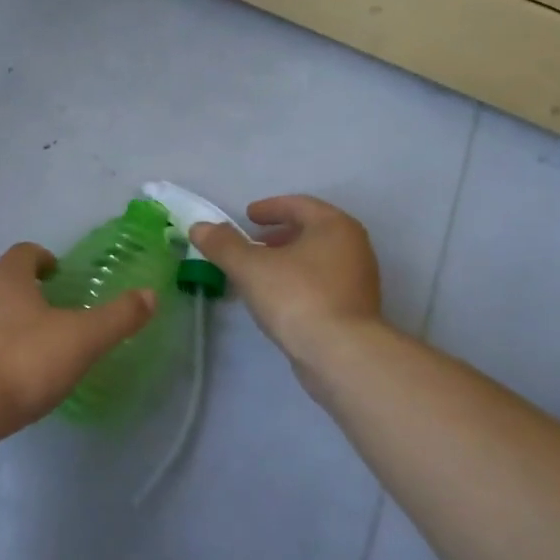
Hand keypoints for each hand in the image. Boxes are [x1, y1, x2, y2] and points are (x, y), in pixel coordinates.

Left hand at [0, 243, 155, 438]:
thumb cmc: (22, 362)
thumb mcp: (81, 339)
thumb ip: (117, 317)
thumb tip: (150, 294)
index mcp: (8, 278)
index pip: (25, 252)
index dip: (44, 258)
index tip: (60, 274)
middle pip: (5, 281)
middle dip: (29, 292)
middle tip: (57, 312)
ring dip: (12, 321)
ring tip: (39, 346)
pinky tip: (13, 376)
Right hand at [190, 196, 383, 365]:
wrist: (342, 355)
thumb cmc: (297, 297)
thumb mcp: (250, 267)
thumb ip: (223, 245)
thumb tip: (199, 227)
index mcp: (334, 226)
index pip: (299, 205)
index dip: (270, 208)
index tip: (248, 216)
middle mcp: (353, 247)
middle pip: (312, 230)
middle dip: (279, 234)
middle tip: (253, 243)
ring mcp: (359, 280)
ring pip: (318, 258)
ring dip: (288, 259)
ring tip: (260, 272)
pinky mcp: (356, 309)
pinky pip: (323, 283)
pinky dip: (299, 281)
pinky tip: (278, 298)